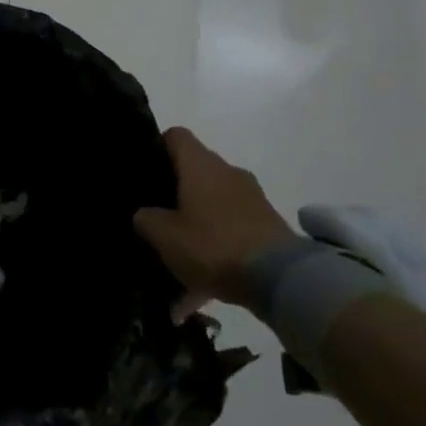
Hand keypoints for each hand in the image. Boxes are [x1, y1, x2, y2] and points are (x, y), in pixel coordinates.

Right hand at [133, 127, 296, 313]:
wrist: (280, 279)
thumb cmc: (212, 245)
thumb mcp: (164, 235)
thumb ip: (146, 219)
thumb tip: (144, 214)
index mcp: (201, 165)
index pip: (175, 136)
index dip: (157, 147)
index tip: (144, 171)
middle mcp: (228, 172)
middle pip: (194, 172)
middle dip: (175, 194)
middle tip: (155, 218)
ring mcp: (251, 199)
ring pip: (212, 205)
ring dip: (195, 227)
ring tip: (176, 261)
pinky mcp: (267, 226)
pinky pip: (230, 232)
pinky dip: (214, 251)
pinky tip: (199, 289)